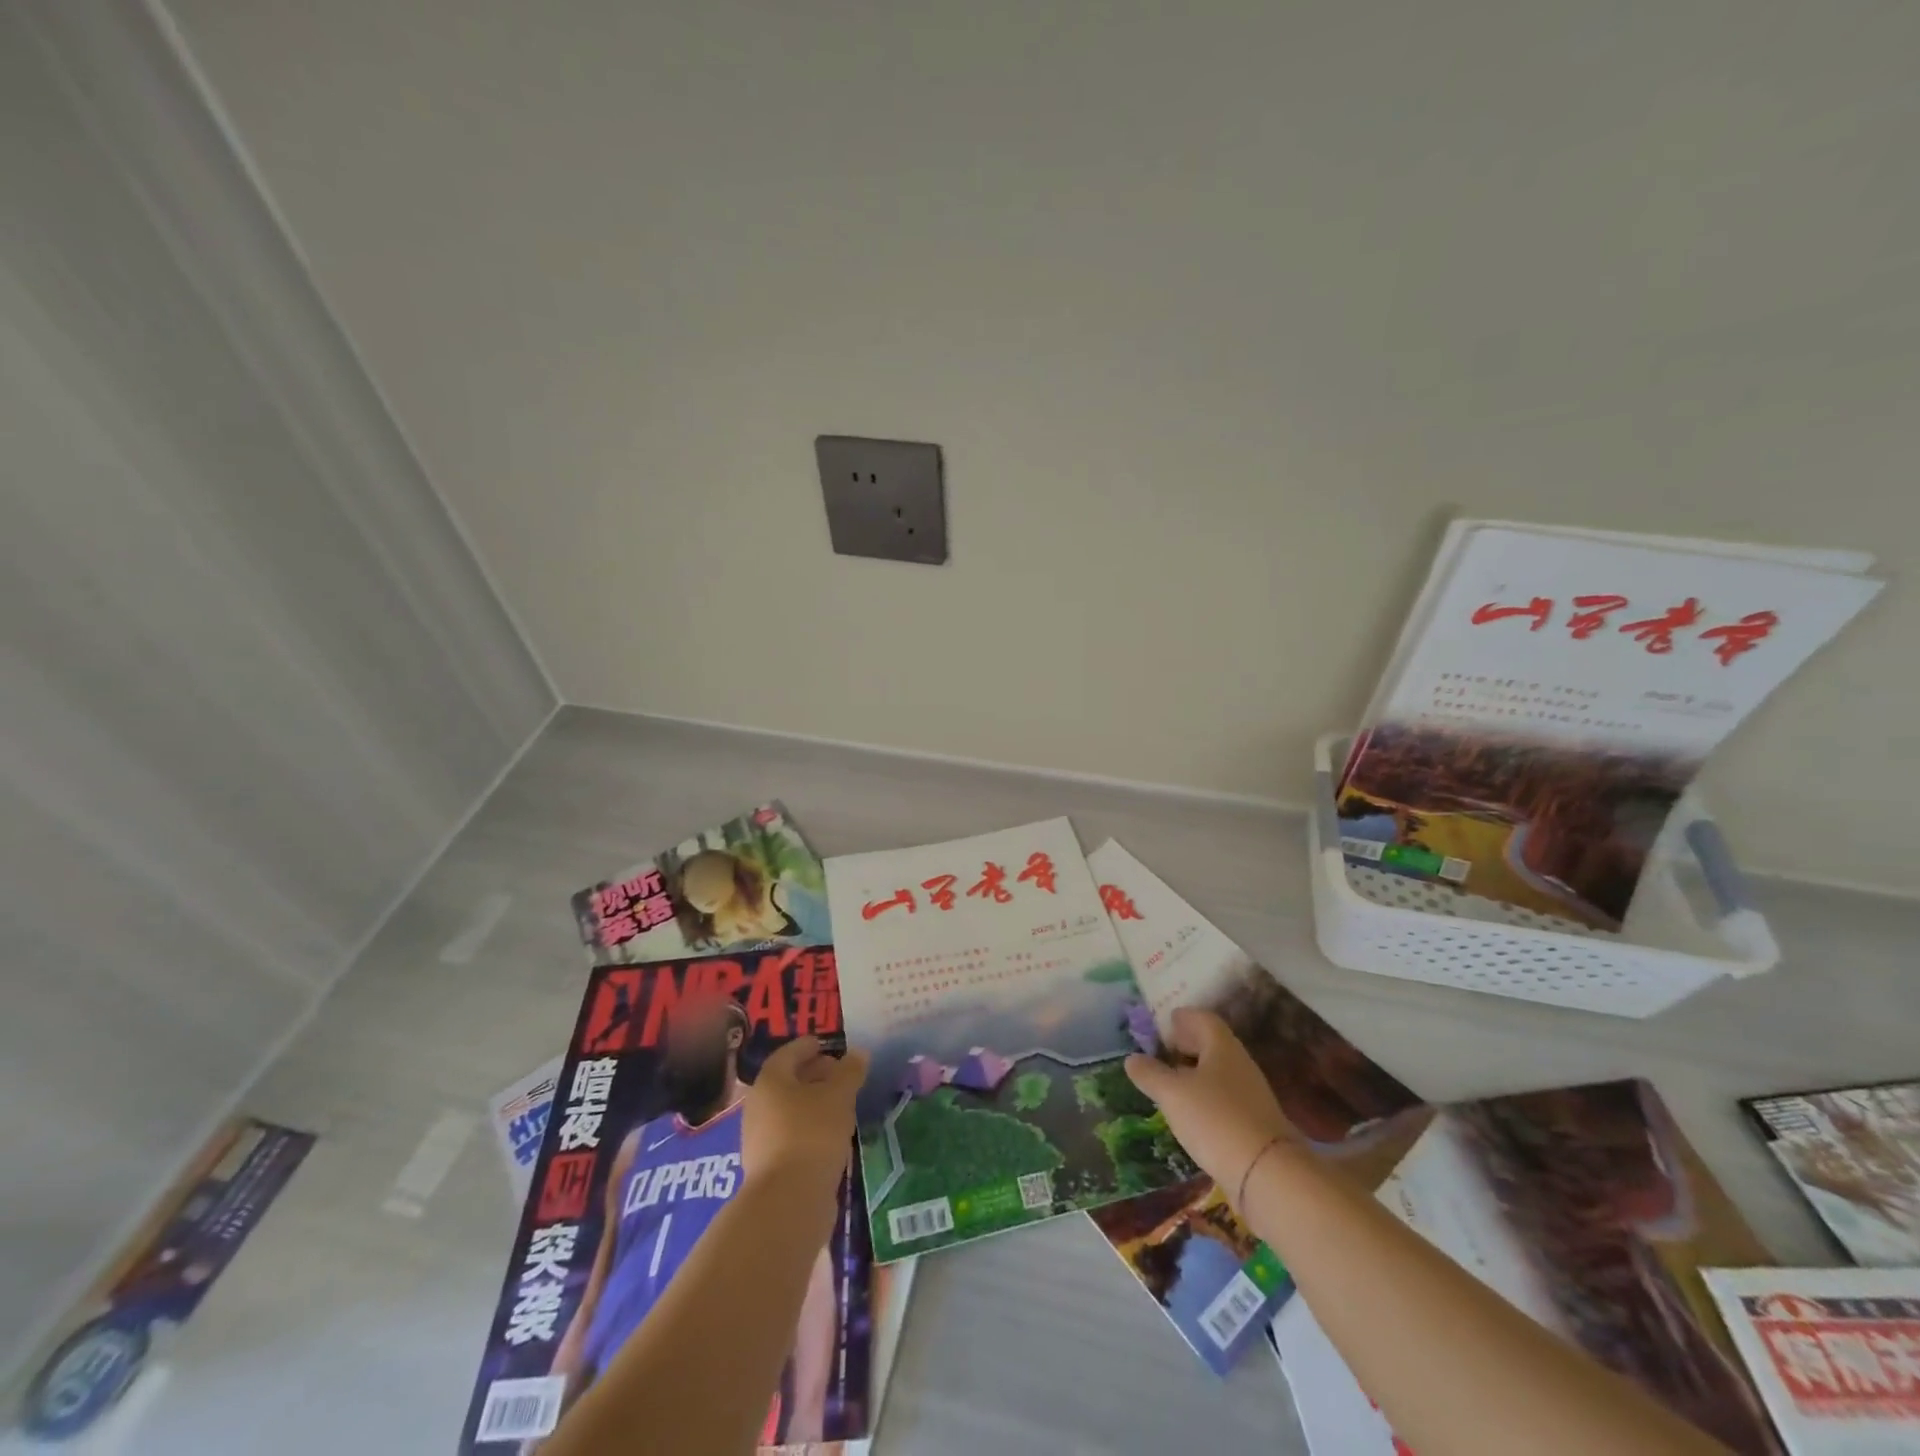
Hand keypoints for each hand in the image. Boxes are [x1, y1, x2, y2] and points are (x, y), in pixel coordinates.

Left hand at [742, 1038, 868, 1208]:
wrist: (788, 1200)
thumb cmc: (812, 1133)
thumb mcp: (839, 1096)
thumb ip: (849, 1072)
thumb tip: (858, 1053)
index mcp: (770, 1081)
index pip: (789, 1053)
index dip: (809, 1047)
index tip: (826, 1045)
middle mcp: (758, 1105)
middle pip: (787, 1081)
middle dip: (813, 1075)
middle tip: (839, 1075)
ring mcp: (760, 1138)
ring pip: (789, 1110)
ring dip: (812, 1104)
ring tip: (840, 1106)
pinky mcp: (769, 1166)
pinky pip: (791, 1135)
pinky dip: (809, 1128)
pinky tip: (830, 1136)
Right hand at [1125, 1008, 1297, 1200]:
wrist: (1269, 1174)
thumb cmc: (1215, 1119)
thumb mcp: (1173, 1094)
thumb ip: (1150, 1074)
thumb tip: (1132, 1058)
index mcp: (1222, 1047)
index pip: (1203, 1019)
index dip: (1184, 1017)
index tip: (1166, 1022)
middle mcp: (1240, 1064)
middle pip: (1213, 1044)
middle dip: (1188, 1044)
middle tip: (1164, 1050)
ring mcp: (1251, 1095)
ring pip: (1219, 1072)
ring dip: (1196, 1072)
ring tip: (1172, 1082)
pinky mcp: (1255, 1123)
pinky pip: (1225, 1098)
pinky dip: (1206, 1097)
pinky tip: (1192, 1112)